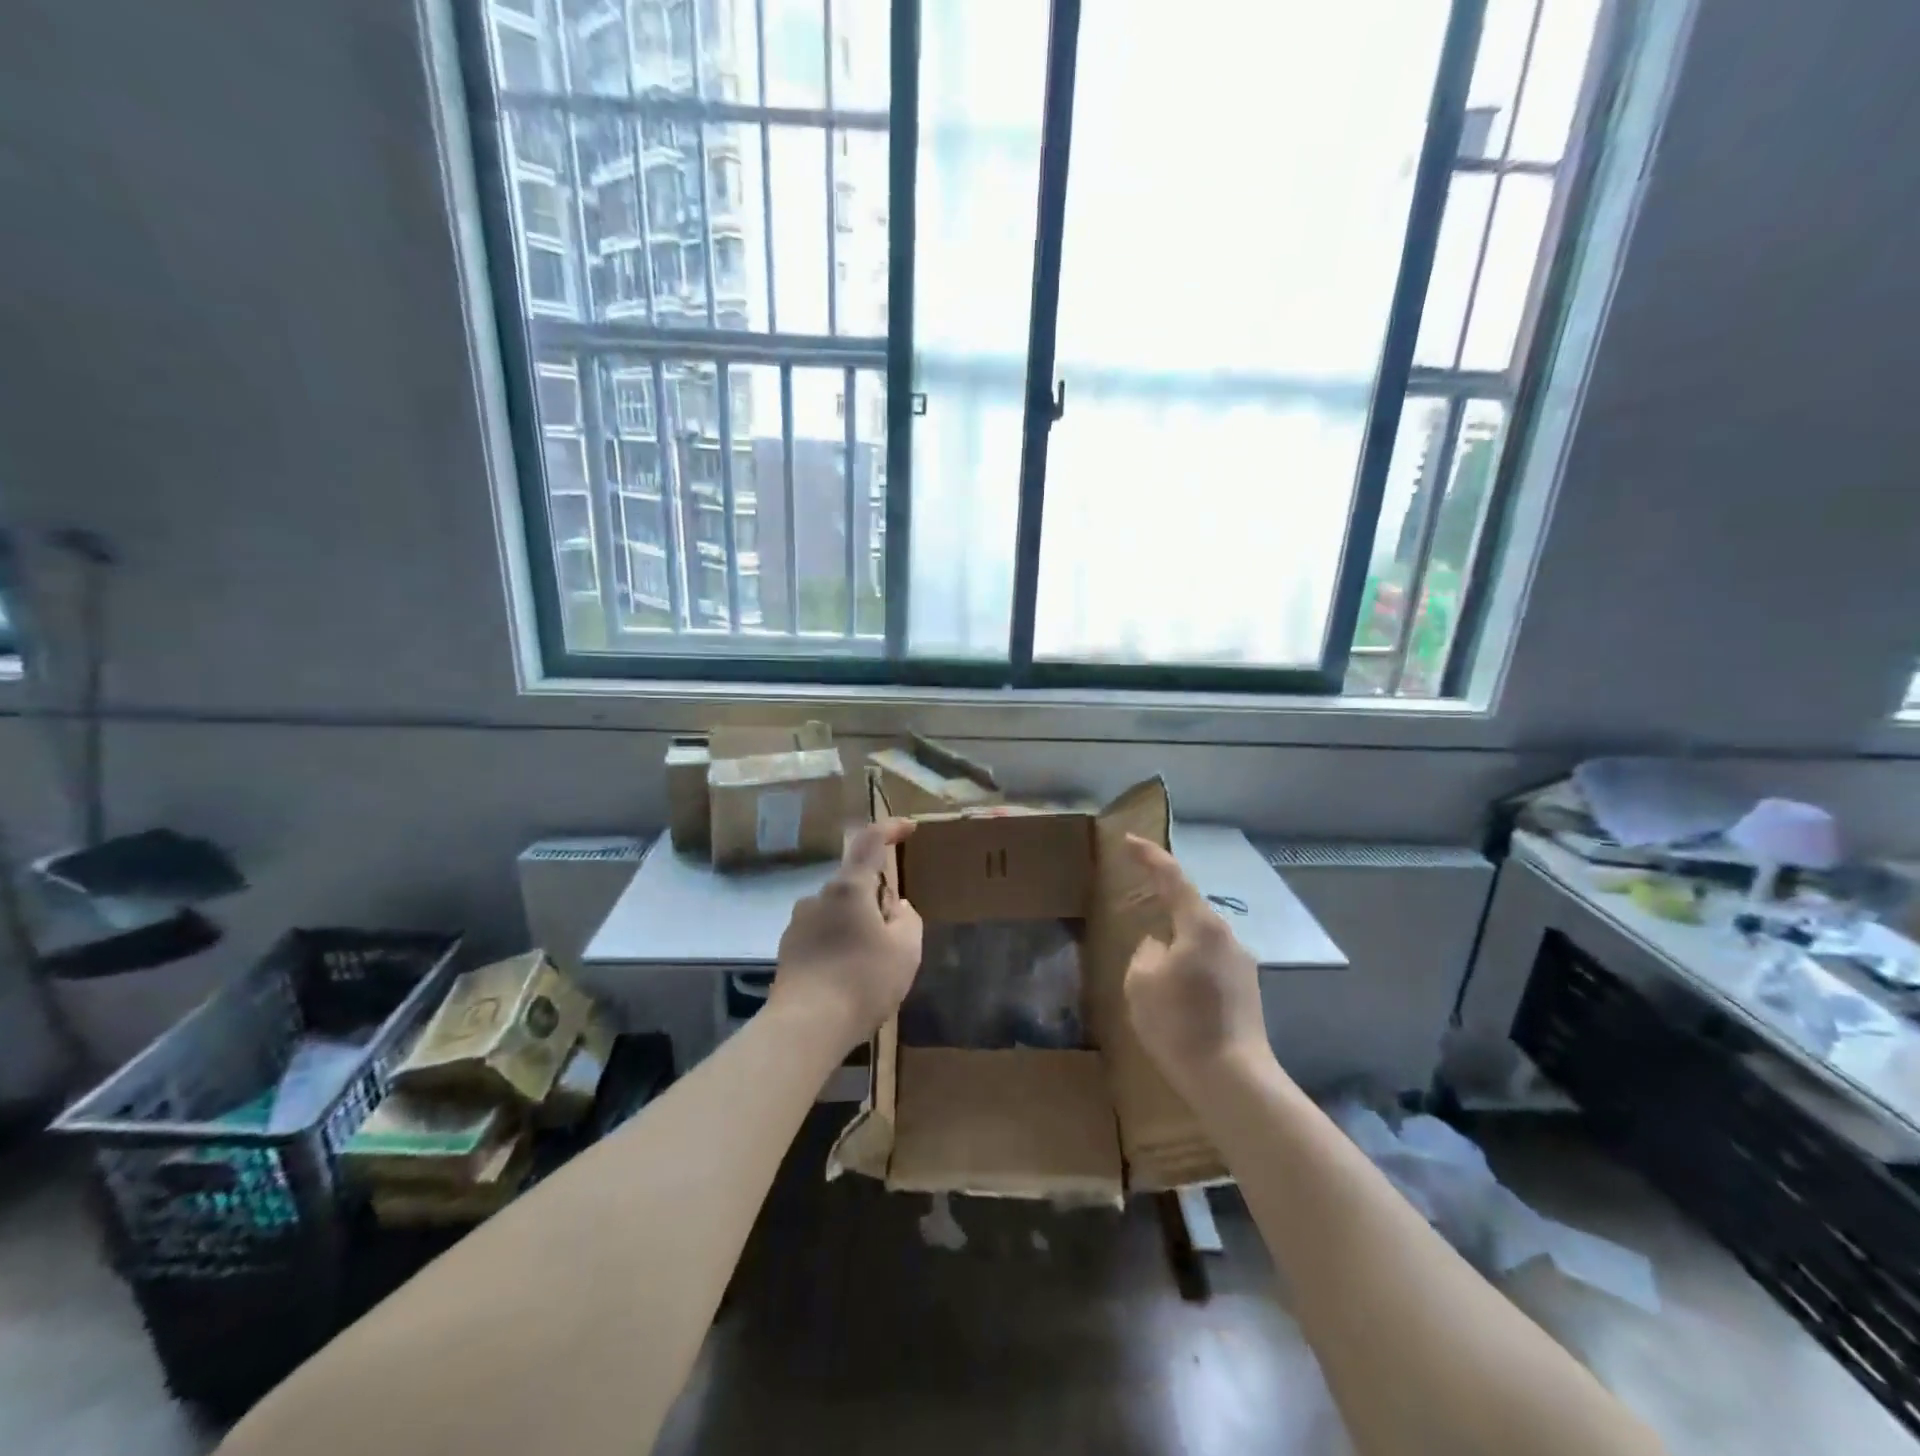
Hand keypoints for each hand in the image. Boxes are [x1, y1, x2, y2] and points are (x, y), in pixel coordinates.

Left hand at [771, 819, 923, 1051]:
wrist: (805, 1027)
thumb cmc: (862, 981)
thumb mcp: (905, 950)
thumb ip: (907, 919)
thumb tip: (895, 907)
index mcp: (849, 888)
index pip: (870, 842)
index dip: (890, 829)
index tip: (909, 828)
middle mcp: (818, 897)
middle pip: (855, 883)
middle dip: (877, 900)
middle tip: (896, 937)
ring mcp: (798, 923)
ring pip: (838, 911)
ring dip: (857, 925)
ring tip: (872, 965)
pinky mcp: (788, 950)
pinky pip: (822, 935)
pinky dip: (839, 945)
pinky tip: (848, 979)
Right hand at [1122, 834, 1270, 1089]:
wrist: (1233, 1080)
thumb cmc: (1180, 1023)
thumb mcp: (1142, 982)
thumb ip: (1146, 952)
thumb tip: (1160, 947)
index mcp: (1201, 926)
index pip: (1172, 877)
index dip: (1149, 856)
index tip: (1128, 840)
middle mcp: (1227, 937)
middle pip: (1189, 907)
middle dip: (1163, 903)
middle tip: (1137, 903)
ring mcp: (1242, 965)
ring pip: (1200, 938)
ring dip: (1176, 940)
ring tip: (1153, 962)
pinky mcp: (1246, 992)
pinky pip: (1209, 962)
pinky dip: (1188, 964)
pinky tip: (1175, 990)